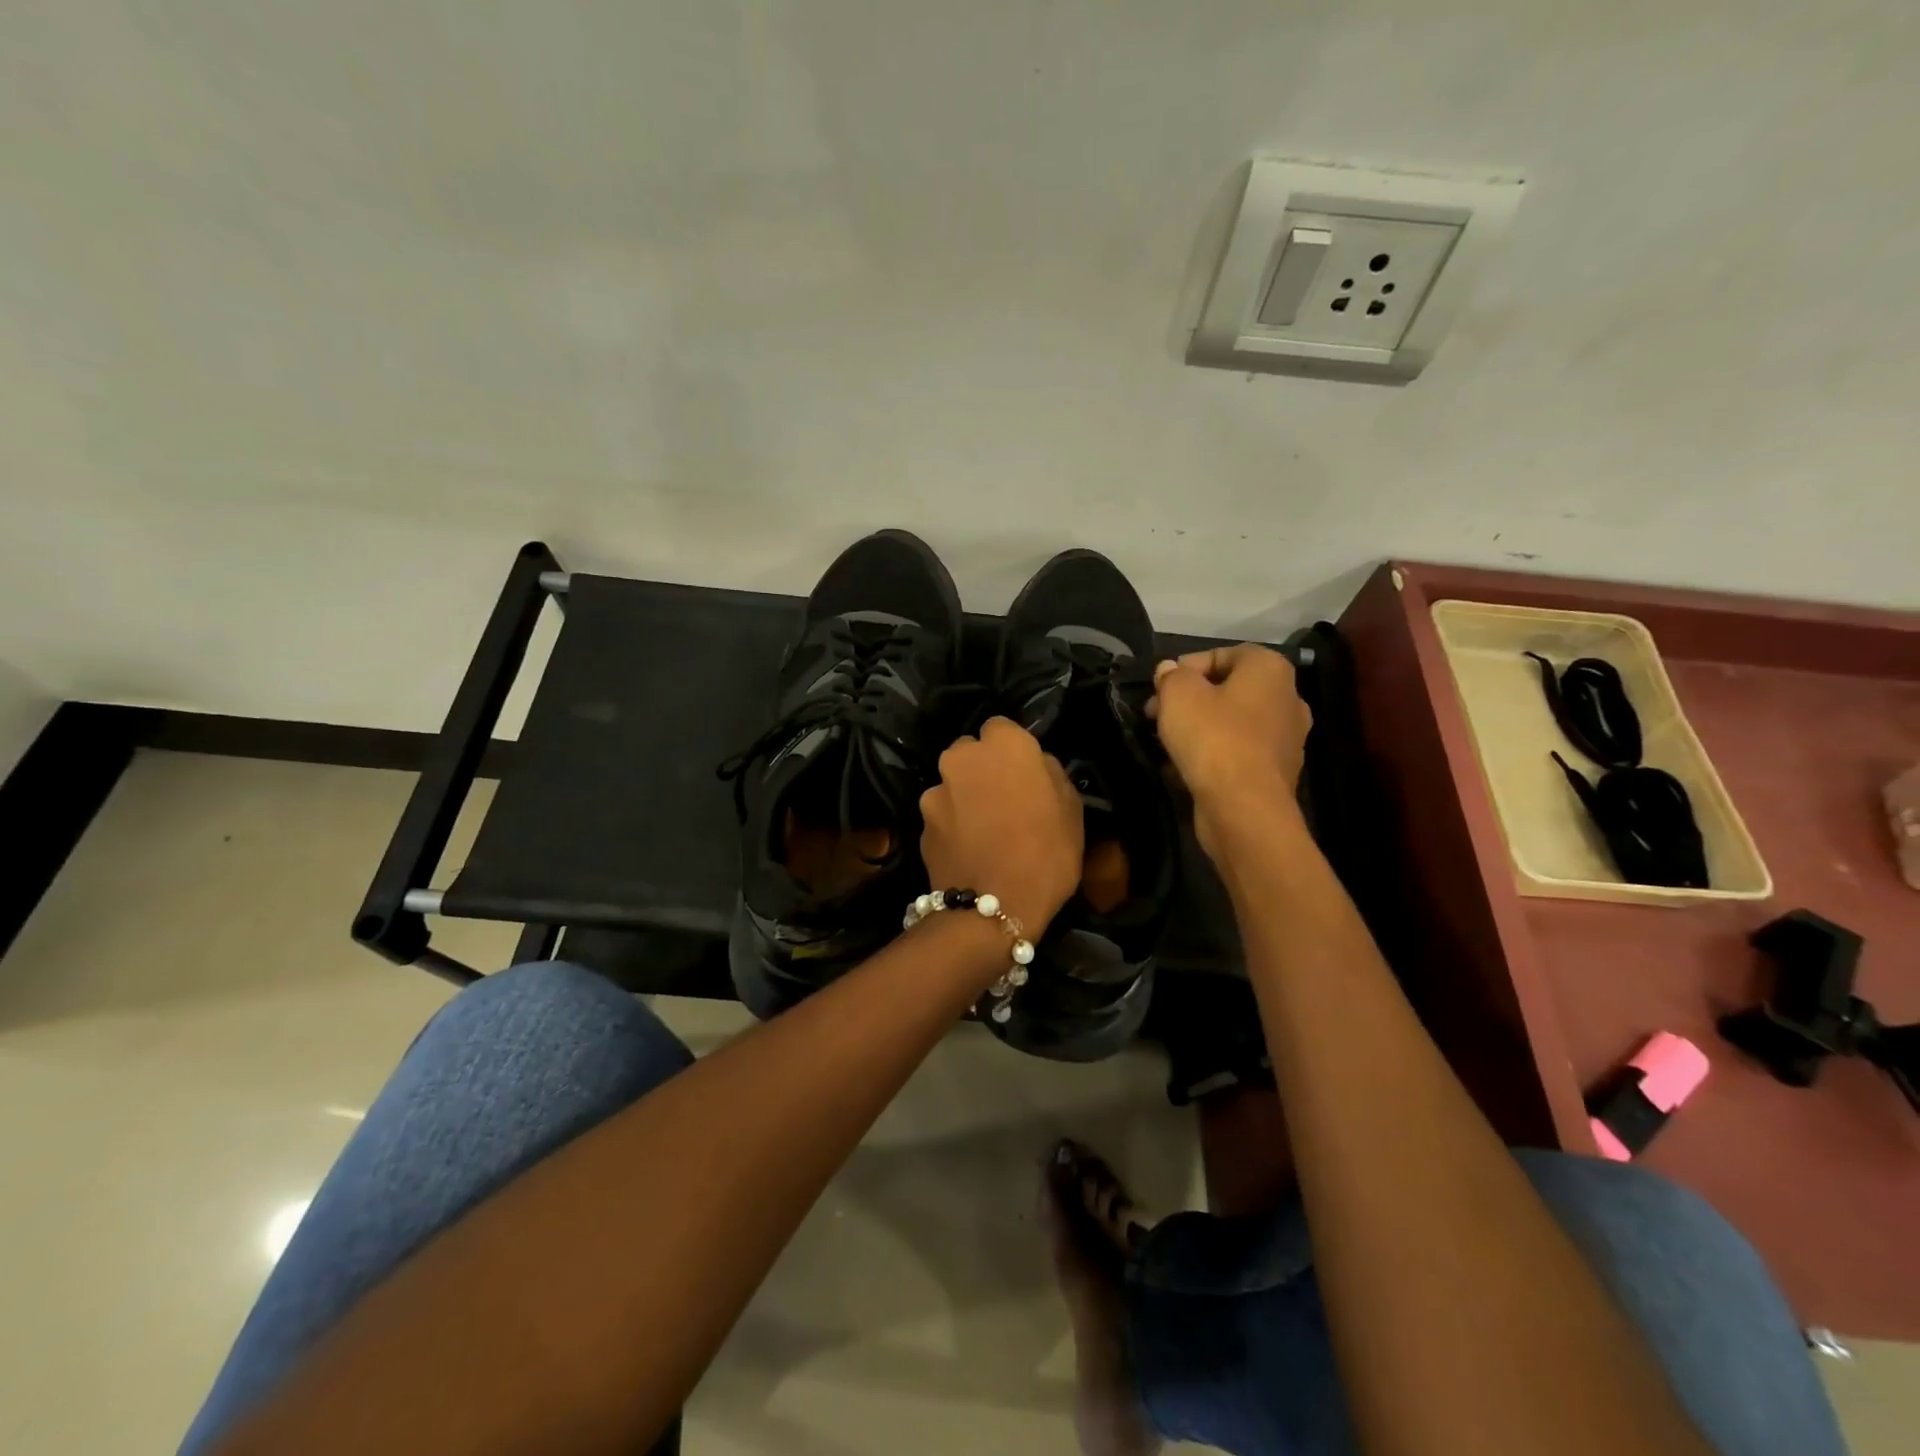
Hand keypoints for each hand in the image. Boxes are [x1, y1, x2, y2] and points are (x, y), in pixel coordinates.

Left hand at [920, 718, 1082, 938]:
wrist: (994, 909)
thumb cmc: (1046, 854)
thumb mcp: (1071, 810)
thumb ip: (1050, 774)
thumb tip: (1036, 765)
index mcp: (1004, 744)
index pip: (1001, 727)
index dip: (1012, 750)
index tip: (1024, 773)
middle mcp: (962, 757)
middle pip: (970, 752)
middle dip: (982, 768)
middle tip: (1003, 799)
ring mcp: (936, 790)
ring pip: (953, 783)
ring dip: (964, 796)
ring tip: (983, 830)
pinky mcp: (920, 823)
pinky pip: (941, 815)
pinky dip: (951, 825)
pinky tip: (968, 850)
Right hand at [1149, 644, 1310, 853]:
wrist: (1243, 808)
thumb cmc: (1213, 738)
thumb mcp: (1178, 694)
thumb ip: (1171, 676)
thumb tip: (1170, 671)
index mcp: (1270, 670)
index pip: (1225, 653)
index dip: (1187, 666)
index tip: (1161, 686)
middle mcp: (1288, 699)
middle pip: (1229, 689)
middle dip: (1190, 698)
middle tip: (1156, 713)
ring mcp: (1286, 739)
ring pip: (1233, 723)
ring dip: (1200, 728)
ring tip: (1165, 741)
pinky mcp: (1275, 773)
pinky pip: (1238, 753)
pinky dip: (1213, 755)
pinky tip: (1183, 767)